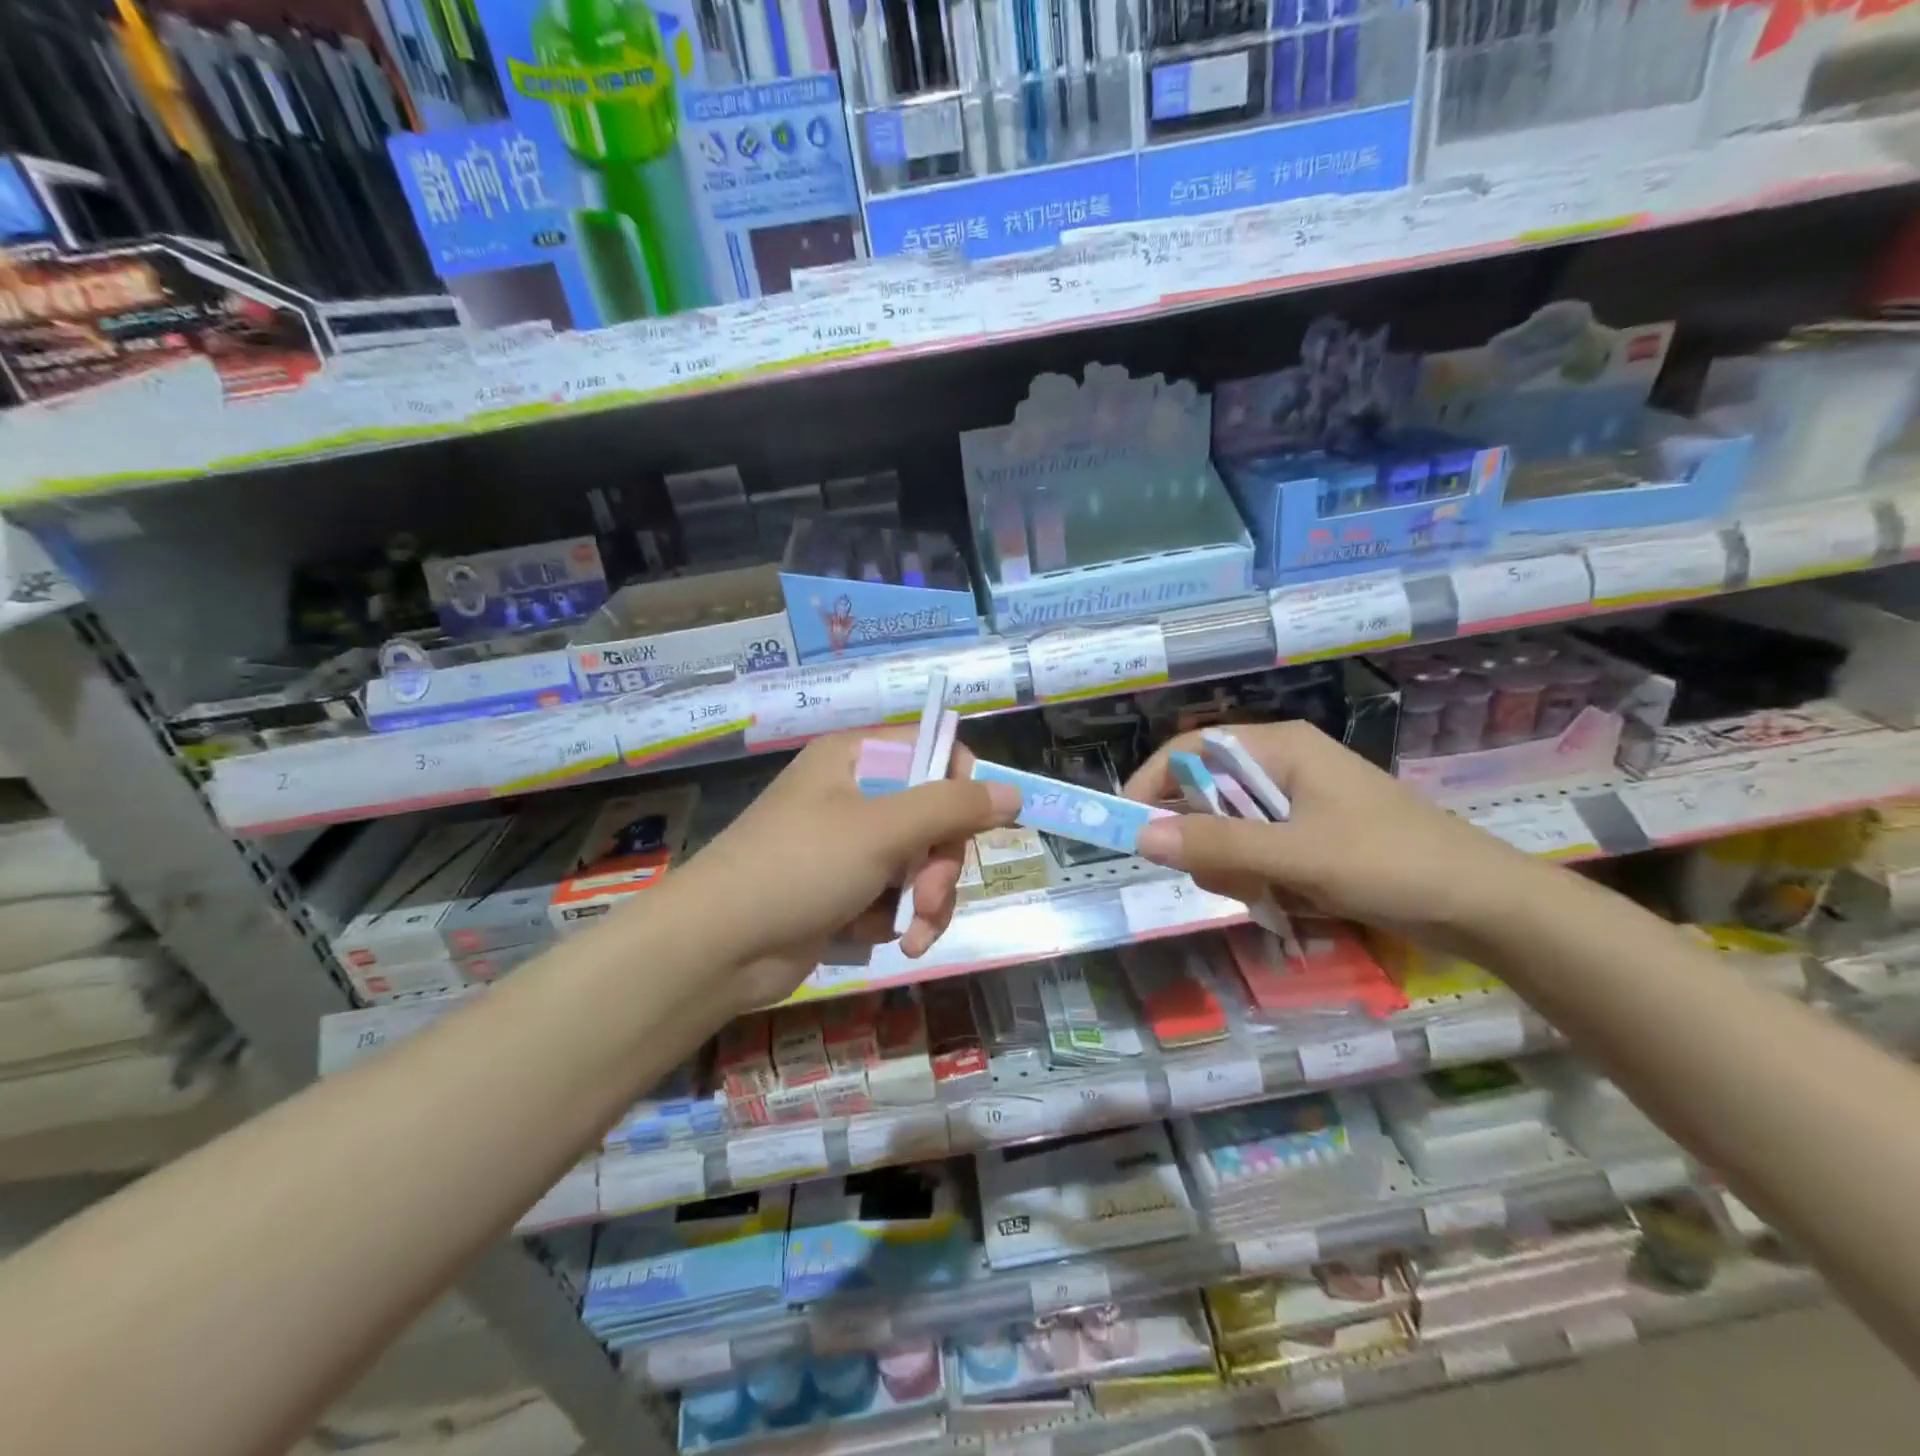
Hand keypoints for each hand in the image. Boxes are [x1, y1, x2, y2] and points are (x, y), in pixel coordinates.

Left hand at [668, 728, 1021, 1006]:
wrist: (717, 947)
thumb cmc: (798, 867)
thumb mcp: (881, 830)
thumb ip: (951, 807)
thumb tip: (1012, 792)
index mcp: (856, 758)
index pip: (934, 751)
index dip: (963, 788)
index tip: (976, 827)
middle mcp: (855, 794)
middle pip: (934, 816)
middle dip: (942, 865)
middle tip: (929, 898)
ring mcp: (849, 846)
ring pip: (922, 863)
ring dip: (928, 902)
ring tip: (914, 934)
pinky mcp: (845, 891)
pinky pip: (897, 897)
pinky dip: (901, 921)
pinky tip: (893, 943)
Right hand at [1127, 720, 1556, 951]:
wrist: (1483, 907)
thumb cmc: (1390, 863)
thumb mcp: (1297, 855)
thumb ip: (1217, 845)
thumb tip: (1140, 836)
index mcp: (1280, 747)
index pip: (1190, 749)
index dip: (1153, 783)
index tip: (1130, 827)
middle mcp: (1283, 767)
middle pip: (1206, 796)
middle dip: (1209, 843)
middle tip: (1233, 879)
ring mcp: (1298, 804)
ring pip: (1229, 833)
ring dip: (1238, 869)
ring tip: (1277, 895)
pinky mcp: (1310, 838)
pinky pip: (1257, 855)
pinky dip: (1262, 882)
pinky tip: (1294, 902)